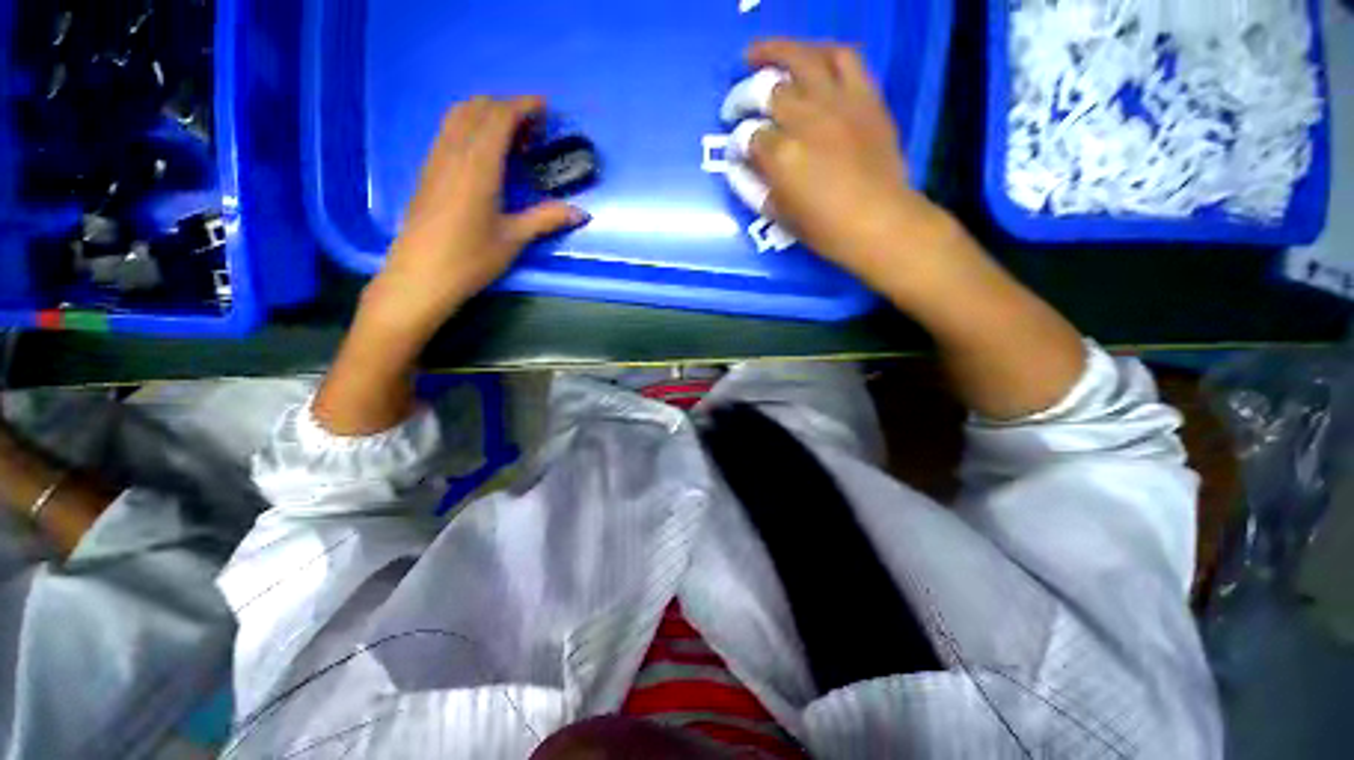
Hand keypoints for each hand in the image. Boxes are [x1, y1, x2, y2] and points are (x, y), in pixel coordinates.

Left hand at [362, 96, 587, 340]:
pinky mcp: (428, 171)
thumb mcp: (514, 238)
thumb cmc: (471, 258)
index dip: (523, 106)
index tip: (545, 108)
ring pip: (458, 116)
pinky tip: (485, 152)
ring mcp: (436, 159)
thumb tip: (582, 213)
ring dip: (486, 113)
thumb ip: (547, 219)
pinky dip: (470, 126)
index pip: (499, 117)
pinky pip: (449, 131)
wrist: (421, 276)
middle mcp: (454, 152)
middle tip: (533, 126)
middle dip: (506, 106)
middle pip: (477, 108)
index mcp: (478, 164)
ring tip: (511, 135)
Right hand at [743, 40, 946, 289]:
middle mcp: (807, 120)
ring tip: (757, 54)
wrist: (879, 222)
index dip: (736, 143)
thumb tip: (736, 166)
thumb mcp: (779, 216)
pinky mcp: (865, 96)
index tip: (736, 152)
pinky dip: (823, 51)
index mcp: (783, 156)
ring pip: (802, 58)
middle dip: (742, 96)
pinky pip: (845, 57)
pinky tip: (809, 57)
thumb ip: (752, 188)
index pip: (748, 136)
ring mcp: (838, 102)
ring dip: (775, 51)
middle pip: (766, 90)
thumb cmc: (825, 229)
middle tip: (735, 106)